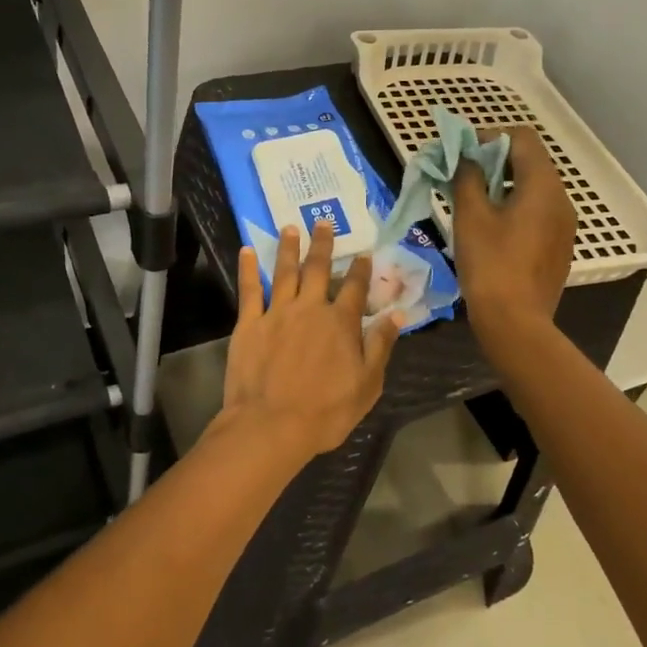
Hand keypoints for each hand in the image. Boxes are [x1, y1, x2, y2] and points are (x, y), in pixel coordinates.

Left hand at [218, 221, 400, 460]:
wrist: (272, 424)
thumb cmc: (325, 411)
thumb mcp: (367, 384)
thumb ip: (381, 345)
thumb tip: (398, 314)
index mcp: (340, 323)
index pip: (354, 288)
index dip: (360, 269)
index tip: (363, 253)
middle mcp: (310, 308)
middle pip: (318, 269)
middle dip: (323, 244)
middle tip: (323, 221)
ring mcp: (277, 312)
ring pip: (285, 271)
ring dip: (289, 247)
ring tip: (290, 227)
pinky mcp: (249, 323)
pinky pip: (249, 289)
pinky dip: (249, 268)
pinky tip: (248, 250)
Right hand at [450, 126, 575, 349]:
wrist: (515, 322)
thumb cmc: (490, 264)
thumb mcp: (470, 216)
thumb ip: (467, 177)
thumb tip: (465, 158)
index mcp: (543, 186)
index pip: (522, 138)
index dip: (491, 137)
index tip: (463, 152)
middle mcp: (561, 200)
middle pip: (531, 161)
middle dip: (495, 160)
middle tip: (463, 174)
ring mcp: (564, 225)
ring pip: (535, 187)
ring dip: (505, 183)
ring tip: (473, 199)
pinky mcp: (559, 246)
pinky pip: (539, 211)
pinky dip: (516, 205)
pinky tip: (492, 226)